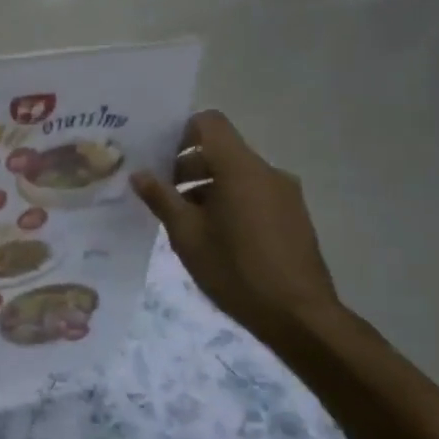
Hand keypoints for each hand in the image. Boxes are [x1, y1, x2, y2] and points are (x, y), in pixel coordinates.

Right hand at [132, 111, 343, 348]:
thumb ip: (161, 199)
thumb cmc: (235, 271)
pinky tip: (216, 238)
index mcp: (240, 168)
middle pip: (222, 150)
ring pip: (238, 174)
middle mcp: (267, 172)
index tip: (159, 159)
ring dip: (208, 187)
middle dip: (189, 167)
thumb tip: (139, 174)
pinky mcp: (293, 215)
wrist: (298, 315)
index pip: (210, 123)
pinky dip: (230, 202)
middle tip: (162, 196)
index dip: (181, 132)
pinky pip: (255, 193)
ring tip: (186, 222)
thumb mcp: (187, 236)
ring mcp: (285, 193)